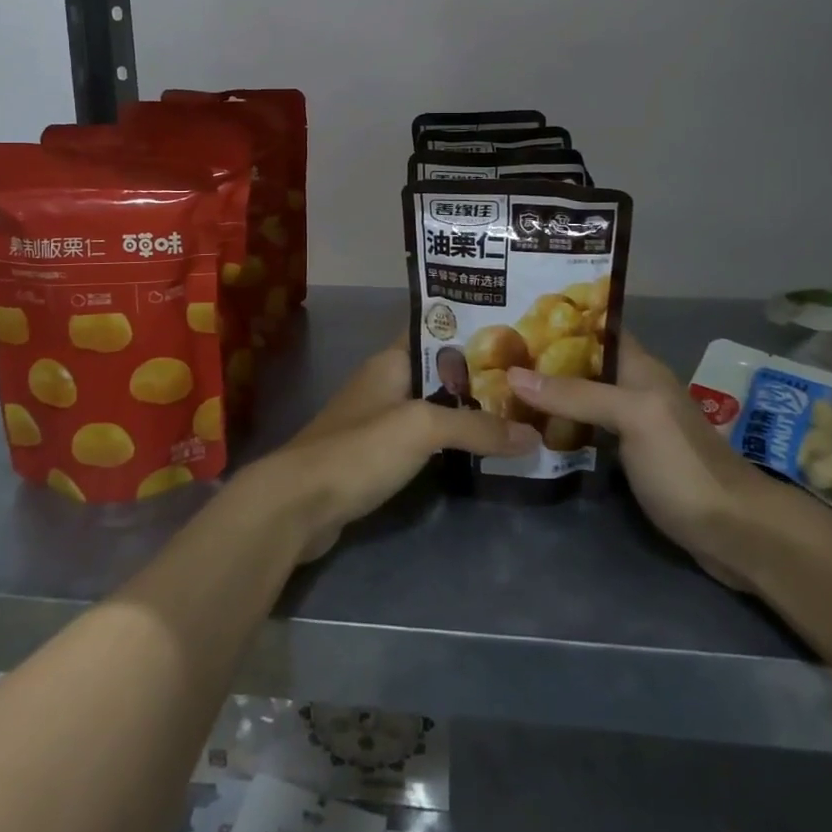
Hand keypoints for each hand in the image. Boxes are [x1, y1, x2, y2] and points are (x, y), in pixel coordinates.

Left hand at [239, 341, 539, 560]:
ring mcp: (378, 420)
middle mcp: (385, 382)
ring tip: (516, 412)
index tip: (517, 331)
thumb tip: (533, 436)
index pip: (435, 329)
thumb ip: (477, 428)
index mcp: (392, 360)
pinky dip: (449, 441)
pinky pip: (422, 439)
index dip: (472, 327)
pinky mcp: (376, 455)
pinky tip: (479, 451)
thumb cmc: (359, 449)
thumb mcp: (422, 428)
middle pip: (440, 371)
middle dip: (480, 374)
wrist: (297, 504)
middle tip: (529, 379)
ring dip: (467, 411)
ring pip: (433, 406)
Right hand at [507, 338, 785, 590]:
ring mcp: (630, 427)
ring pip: (580, 400)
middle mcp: (633, 390)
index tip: (513, 312)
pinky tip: (527, 433)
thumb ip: (576, 394)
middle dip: (542, 359)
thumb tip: (512, 375)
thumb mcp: (632, 416)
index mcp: (639, 368)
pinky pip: (585, 433)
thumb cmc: (684, 464)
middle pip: (582, 365)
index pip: (597, 329)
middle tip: (493, 356)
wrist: (734, 532)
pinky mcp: (627, 460)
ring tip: (497, 389)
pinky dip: (558, 429)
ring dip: (546, 396)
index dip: (560, 319)